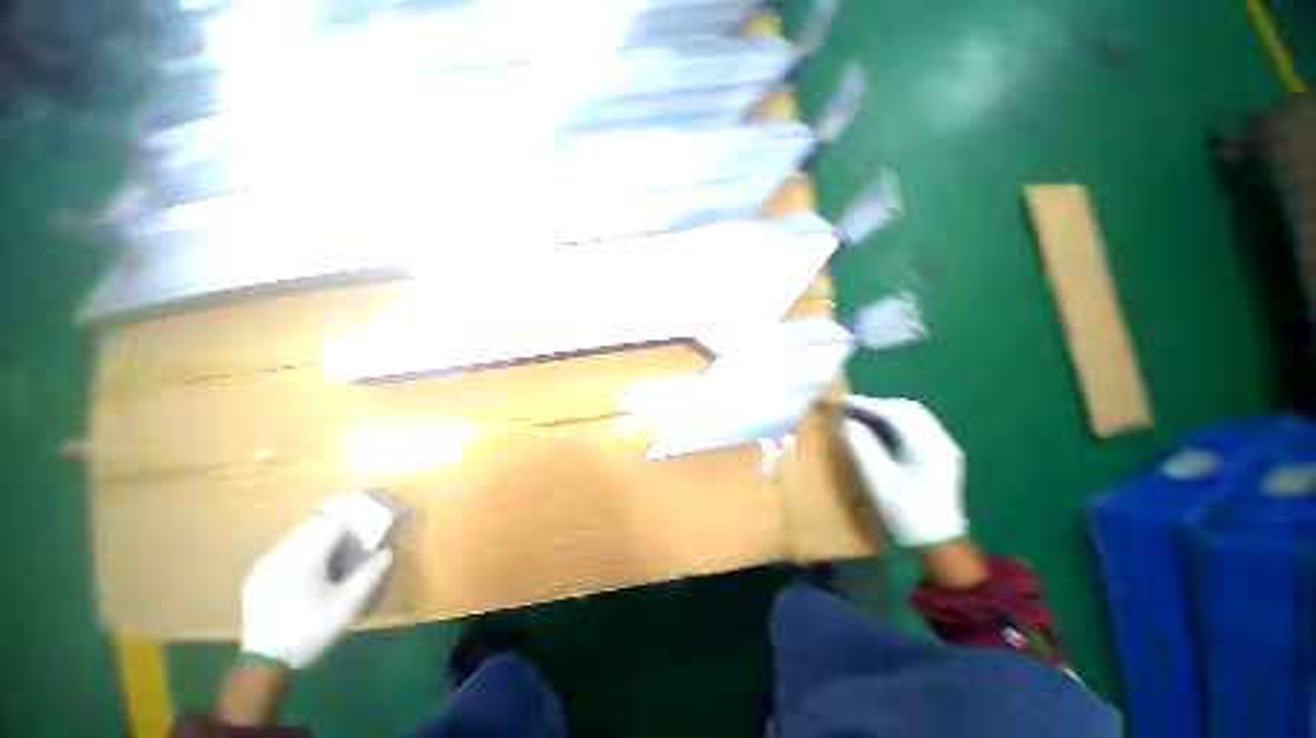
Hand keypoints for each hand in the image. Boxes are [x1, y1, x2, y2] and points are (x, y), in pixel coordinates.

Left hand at [241, 515, 394, 668]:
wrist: (265, 662)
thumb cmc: (311, 629)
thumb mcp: (349, 603)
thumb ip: (371, 572)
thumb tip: (388, 551)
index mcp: (304, 554)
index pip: (333, 520)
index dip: (355, 519)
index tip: (371, 526)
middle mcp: (281, 552)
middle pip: (314, 525)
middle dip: (340, 527)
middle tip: (359, 538)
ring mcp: (266, 564)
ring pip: (298, 537)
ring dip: (321, 540)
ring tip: (339, 555)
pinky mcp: (258, 578)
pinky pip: (286, 552)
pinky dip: (305, 552)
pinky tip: (313, 573)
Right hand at [840, 396, 967, 547]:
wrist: (936, 538)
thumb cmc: (905, 511)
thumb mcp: (877, 479)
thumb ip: (862, 446)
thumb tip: (848, 422)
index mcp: (927, 447)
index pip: (896, 413)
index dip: (869, 404)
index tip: (845, 401)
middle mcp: (941, 440)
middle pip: (908, 409)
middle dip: (878, 404)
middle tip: (852, 408)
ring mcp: (944, 446)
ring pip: (915, 415)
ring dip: (887, 411)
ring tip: (862, 415)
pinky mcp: (941, 452)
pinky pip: (918, 425)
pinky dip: (897, 421)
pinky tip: (880, 428)